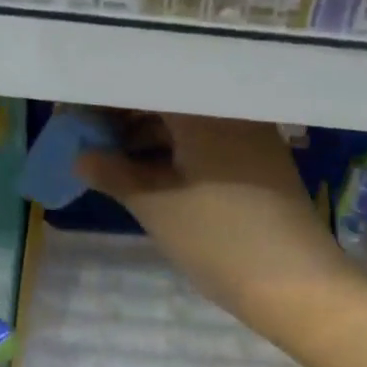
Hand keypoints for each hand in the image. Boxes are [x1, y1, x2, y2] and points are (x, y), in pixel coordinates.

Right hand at [76, 114, 354, 329]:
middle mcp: (230, 106)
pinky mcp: (258, 159)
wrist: (296, 283)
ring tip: (108, 160)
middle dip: (121, 117)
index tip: (70, 115)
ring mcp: (250, 132)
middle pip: (165, 98)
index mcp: (203, 106)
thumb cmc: (219, 239)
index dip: (102, 99)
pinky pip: (205, 141)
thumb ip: (113, 173)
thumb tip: (80, 157)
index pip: (141, 83)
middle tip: (83, 139)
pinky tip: (148, 172)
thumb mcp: (157, 206)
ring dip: (146, 137)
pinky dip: (174, 152)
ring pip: (185, 121)